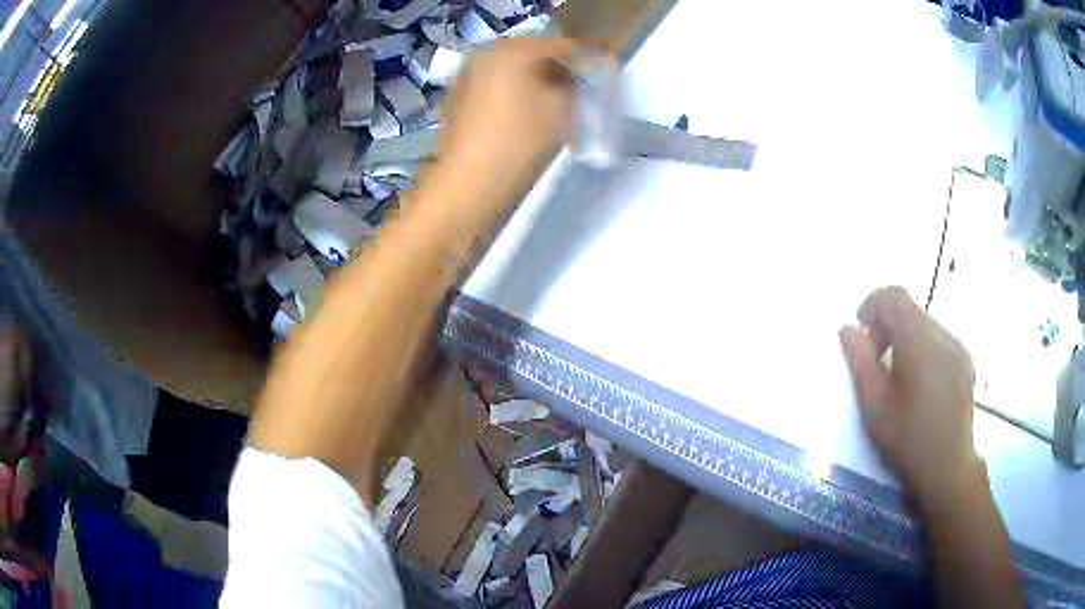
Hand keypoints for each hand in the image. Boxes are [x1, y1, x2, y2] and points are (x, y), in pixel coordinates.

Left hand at [430, 38, 585, 215]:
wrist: (469, 183)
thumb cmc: (519, 143)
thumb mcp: (561, 109)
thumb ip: (574, 84)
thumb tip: (572, 78)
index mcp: (513, 50)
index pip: (561, 44)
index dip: (589, 53)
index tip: (607, 59)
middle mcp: (485, 53)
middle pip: (533, 52)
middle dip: (559, 65)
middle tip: (582, 81)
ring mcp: (468, 74)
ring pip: (513, 68)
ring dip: (536, 78)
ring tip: (556, 97)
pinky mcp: (458, 96)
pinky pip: (496, 83)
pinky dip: (515, 89)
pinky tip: (526, 110)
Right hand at [839, 287, 984, 510]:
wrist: (947, 468)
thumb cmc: (907, 441)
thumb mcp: (874, 407)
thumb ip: (859, 363)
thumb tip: (847, 329)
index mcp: (920, 343)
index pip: (894, 297)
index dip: (872, 304)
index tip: (861, 332)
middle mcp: (942, 336)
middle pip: (909, 308)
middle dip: (886, 323)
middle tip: (875, 359)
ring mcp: (957, 347)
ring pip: (924, 322)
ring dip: (904, 336)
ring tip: (897, 374)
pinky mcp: (964, 360)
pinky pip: (938, 338)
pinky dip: (921, 346)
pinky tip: (918, 382)